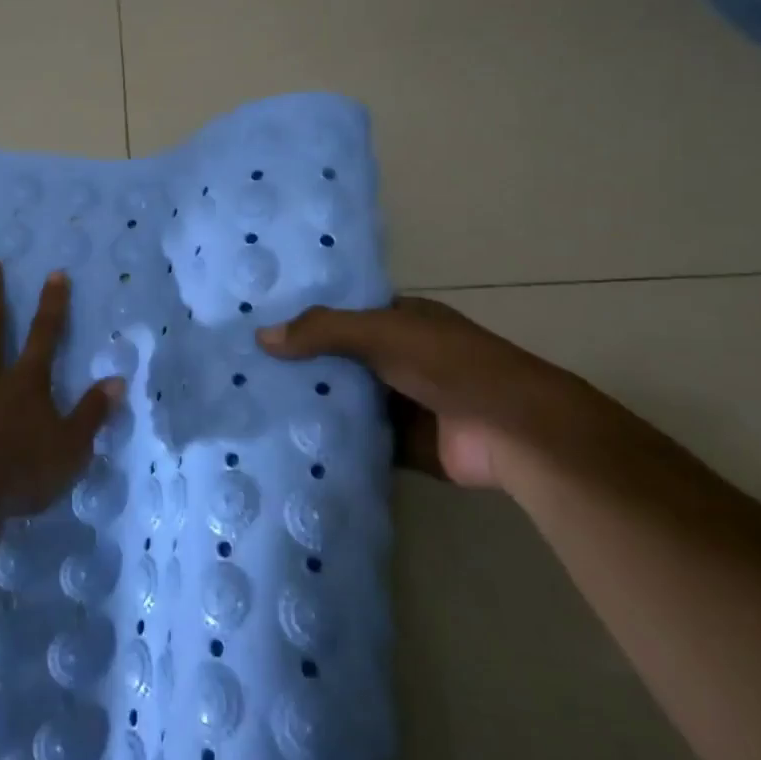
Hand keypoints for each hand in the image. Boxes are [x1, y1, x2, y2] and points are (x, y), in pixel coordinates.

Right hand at [256, 295, 617, 489]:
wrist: (514, 431)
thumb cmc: (449, 364)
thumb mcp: (382, 333)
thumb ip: (323, 331)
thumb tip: (261, 336)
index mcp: (401, 321)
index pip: (343, 315)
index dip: (305, 319)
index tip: (259, 327)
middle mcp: (400, 357)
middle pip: (341, 359)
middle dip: (302, 366)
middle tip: (246, 371)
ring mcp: (403, 402)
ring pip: (348, 400)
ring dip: (315, 405)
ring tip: (255, 406)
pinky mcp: (404, 444)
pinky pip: (360, 439)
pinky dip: (334, 441)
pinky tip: (290, 441)